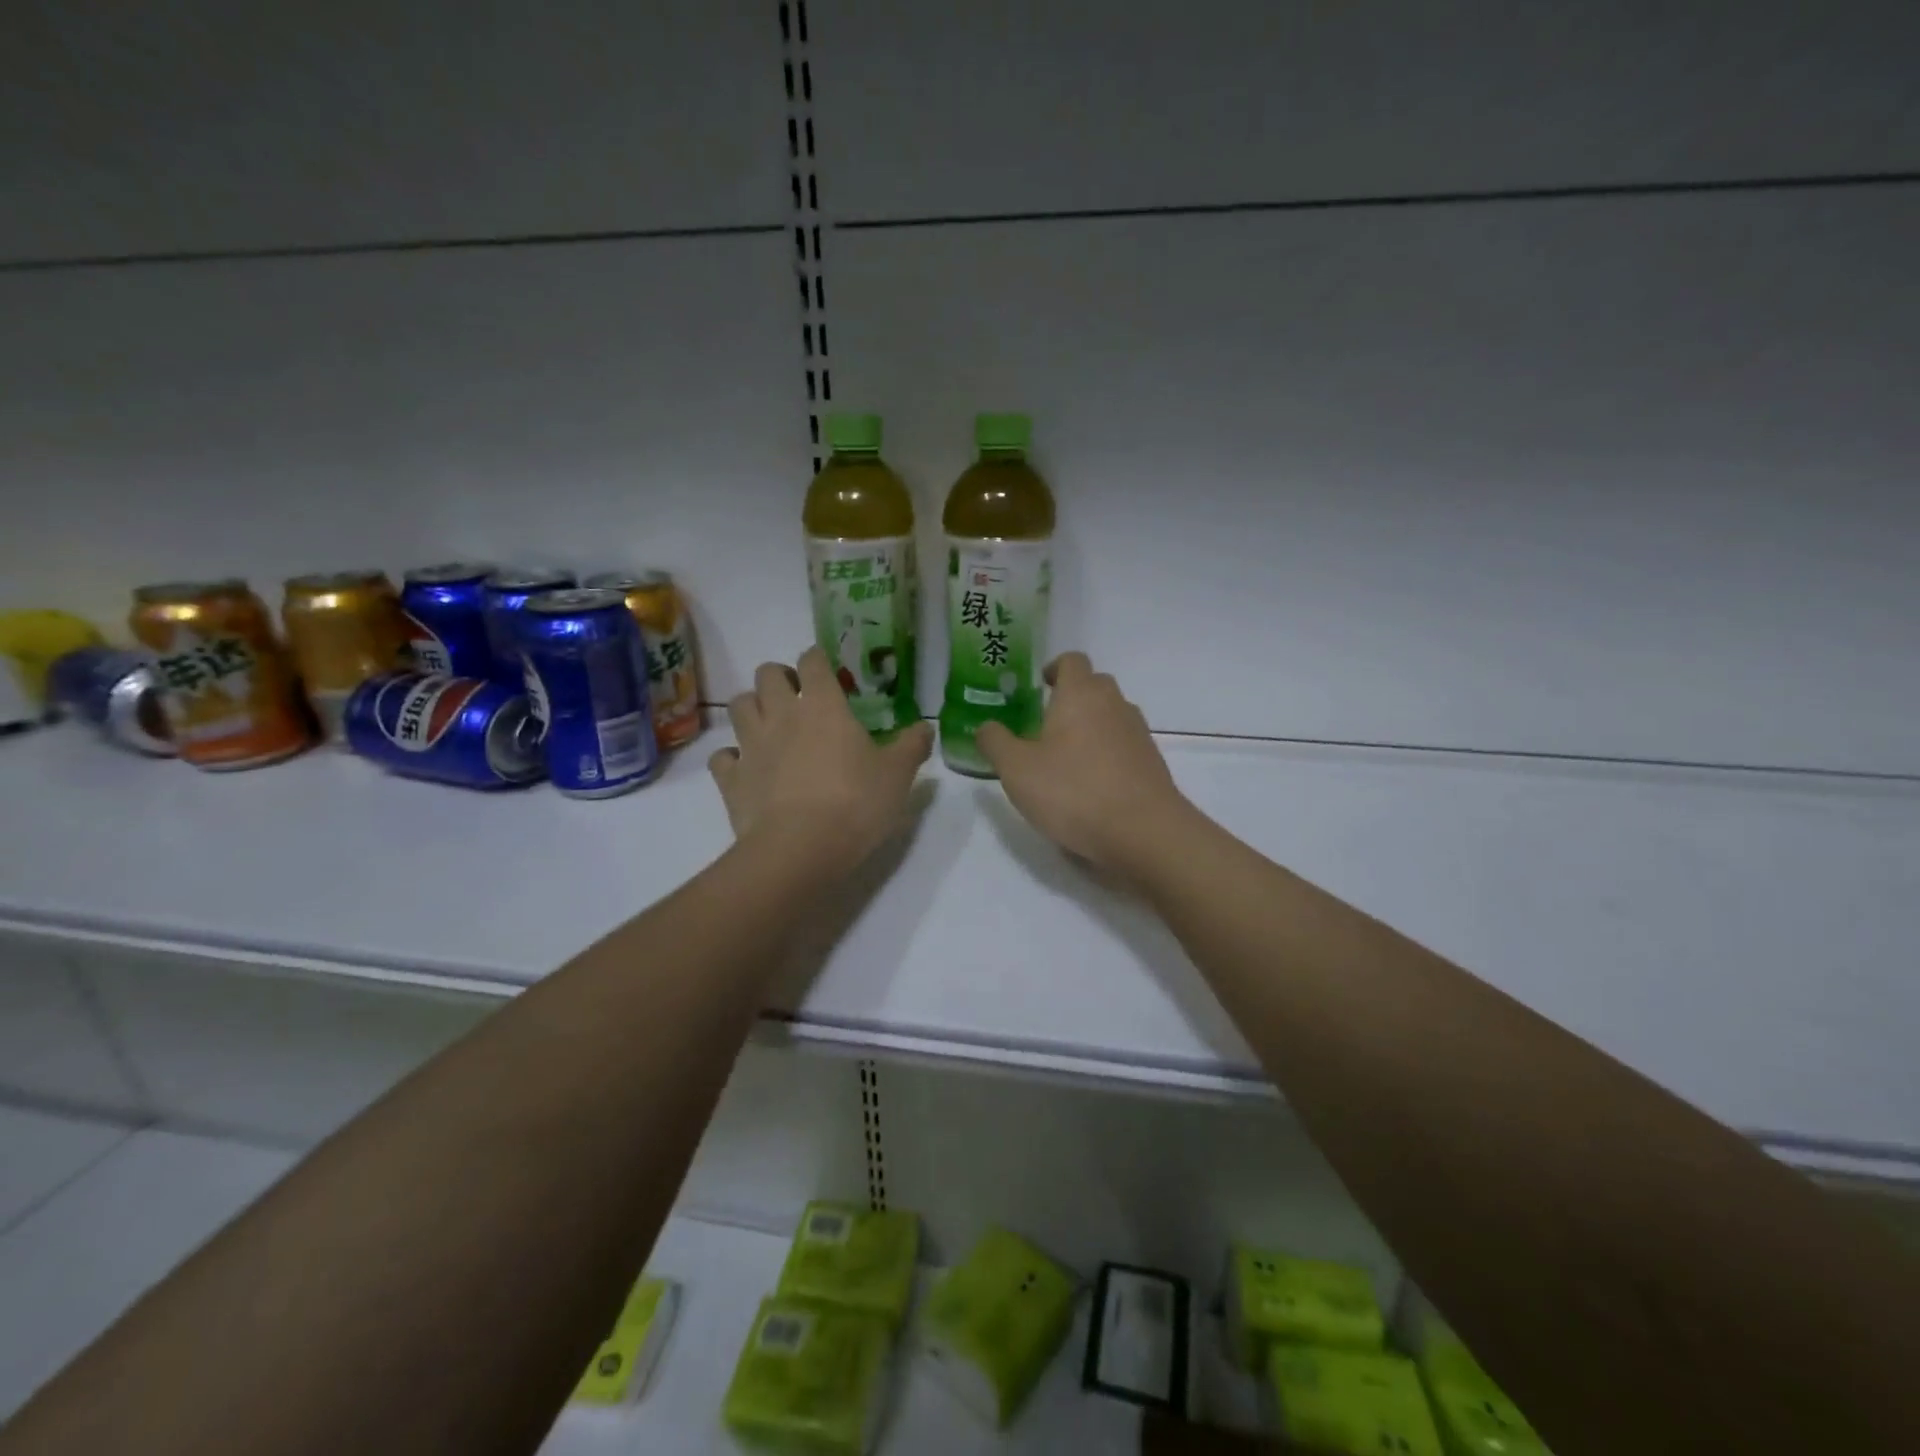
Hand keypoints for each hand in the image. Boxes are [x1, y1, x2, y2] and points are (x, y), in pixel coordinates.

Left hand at [709, 647, 933, 865]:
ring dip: (752, 708)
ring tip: (770, 725)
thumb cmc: (855, 803)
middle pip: (767, 674)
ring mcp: (751, 746)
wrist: (799, 849)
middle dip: (780, 678)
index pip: (813, 661)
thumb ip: (912, 745)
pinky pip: (723, 756)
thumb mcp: (898, 775)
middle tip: (797, 697)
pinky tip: (747, 768)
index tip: (828, 672)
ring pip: (738, 706)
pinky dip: (732, 757)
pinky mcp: (730, 779)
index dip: (818, 660)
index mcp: (822, 705)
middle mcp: (781, 715)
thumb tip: (926, 726)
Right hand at [976, 652, 1189, 873]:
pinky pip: (1124, 745)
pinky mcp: (1152, 762)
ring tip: (1066, 758)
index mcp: (1080, 694)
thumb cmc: (1073, 791)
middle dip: (1071, 698)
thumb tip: (986, 726)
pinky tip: (1091, 785)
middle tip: (1045, 725)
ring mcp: (1138, 733)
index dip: (1054, 668)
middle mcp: (1114, 704)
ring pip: (1111, 715)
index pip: (1071, 660)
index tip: (1038, 687)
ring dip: (1090, 727)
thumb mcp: (1016, 769)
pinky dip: (1107, 754)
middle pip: (1094, 685)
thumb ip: (995, 742)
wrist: (1143, 832)